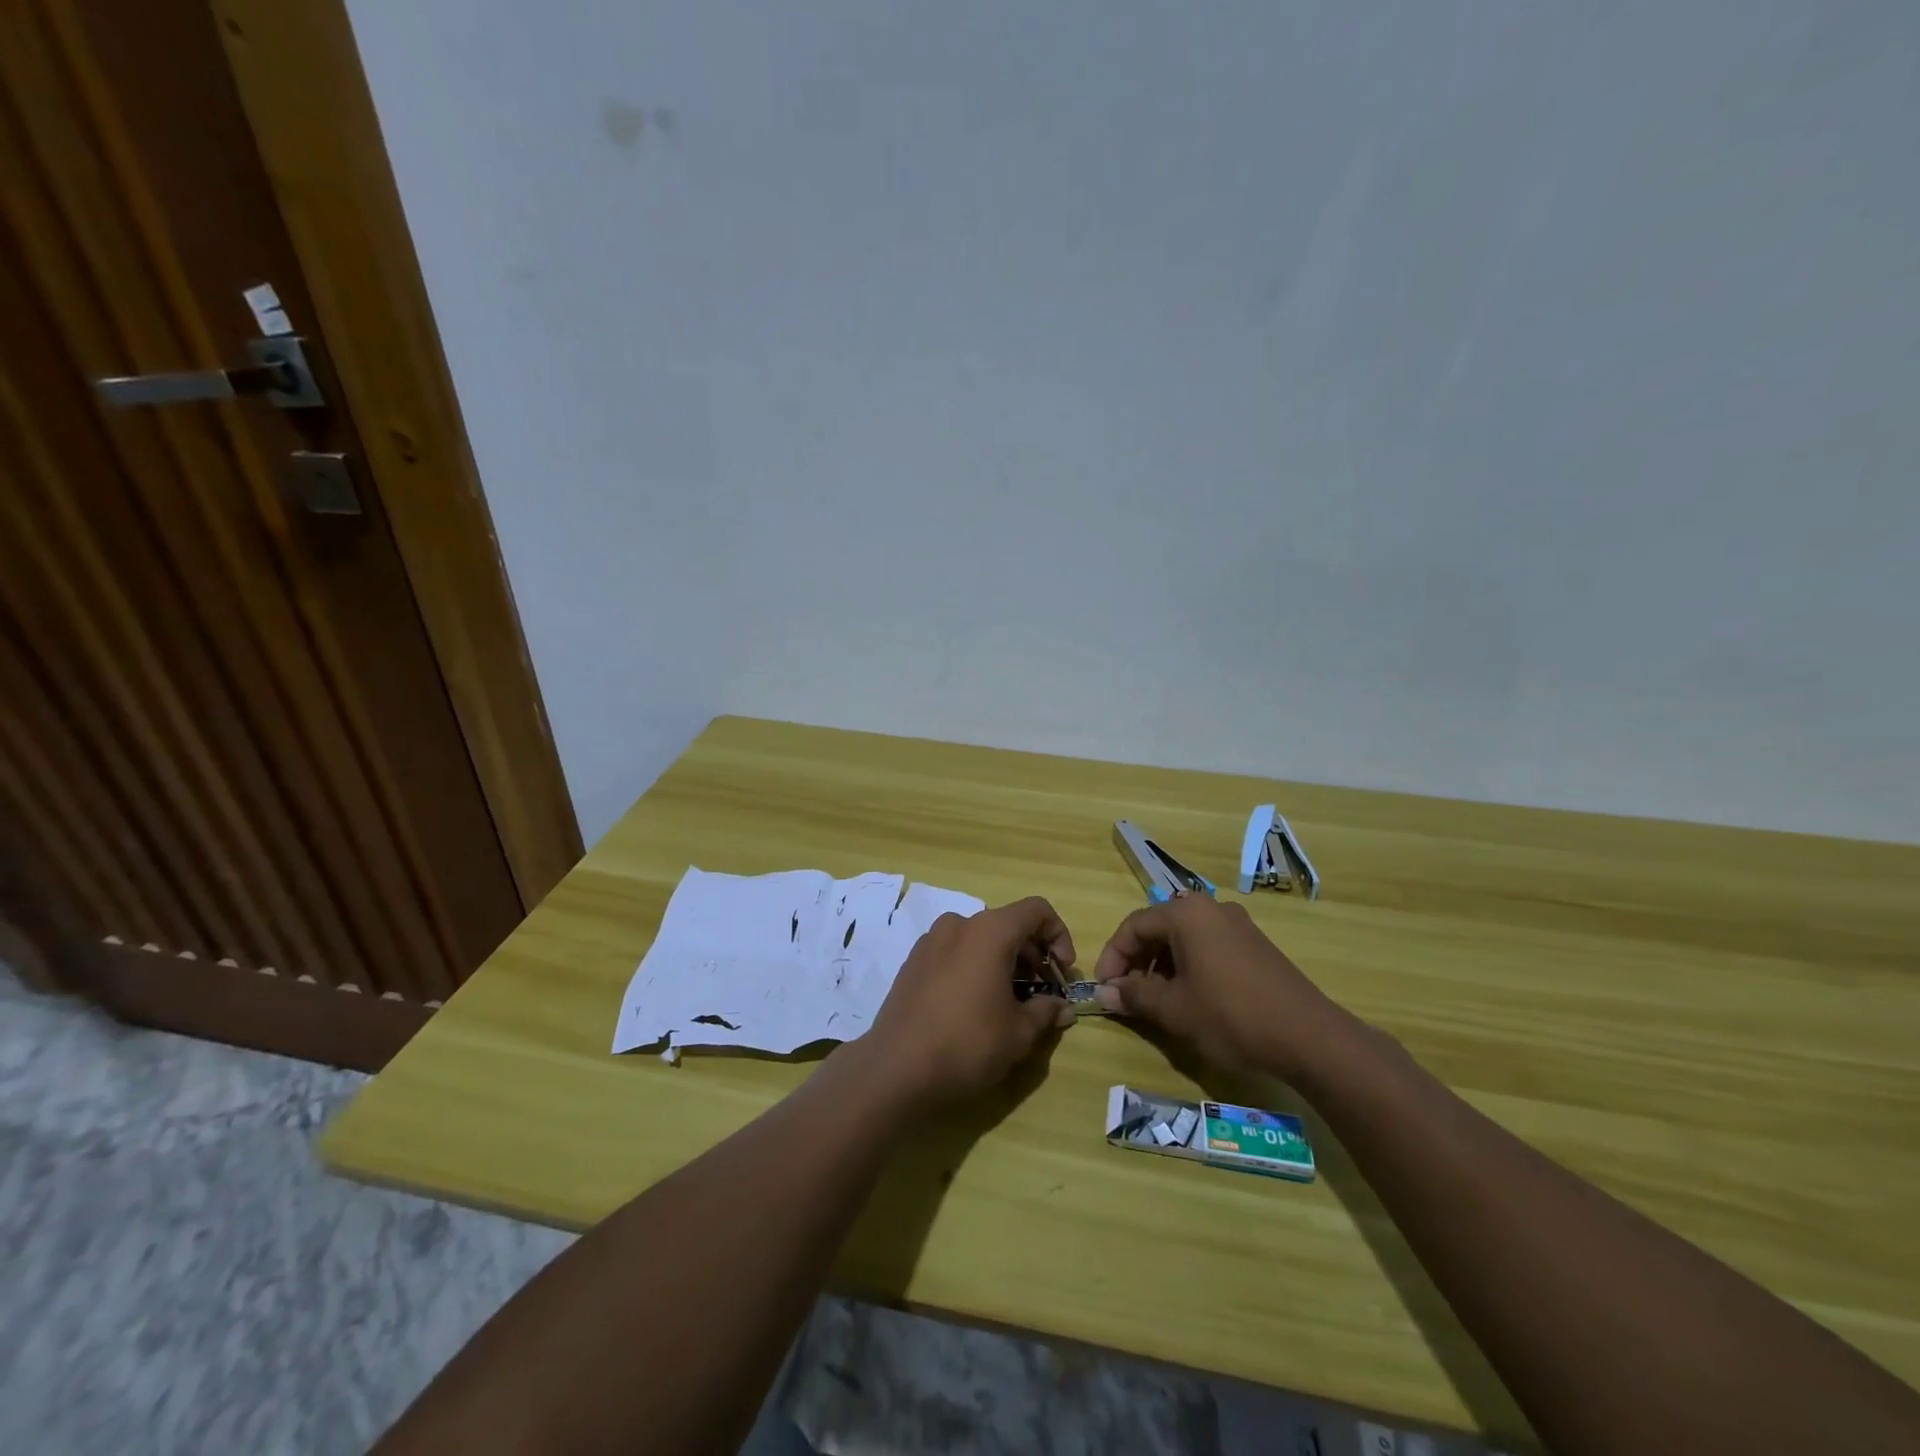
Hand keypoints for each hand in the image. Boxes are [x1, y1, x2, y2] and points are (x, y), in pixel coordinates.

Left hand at [864, 897, 1077, 1107]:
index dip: (1059, 935)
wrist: (896, 1068)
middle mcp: (959, 924)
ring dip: (1004, 961)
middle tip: (1042, 992)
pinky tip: (975, 1005)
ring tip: (1011, 1002)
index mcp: (989, 931)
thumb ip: (1046, 1012)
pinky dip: (975, 967)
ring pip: (980, 939)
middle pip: (1008, 924)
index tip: (1062, 972)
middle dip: (1033, 954)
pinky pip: (955, 952)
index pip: (1036, 910)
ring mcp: (931, 941)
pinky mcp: (913, 961)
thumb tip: (1062, 1008)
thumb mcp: (1018, 1033)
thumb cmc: (967, 1043)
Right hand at [1091, 895, 1344, 1080]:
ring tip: (1156, 1000)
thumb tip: (1105, 993)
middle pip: (1158, 928)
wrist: (1308, 1036)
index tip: (1104, 988)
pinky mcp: (1254, 944)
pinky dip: (1188, 966)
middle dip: (1137, 961)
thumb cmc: (1230, 1016)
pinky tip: (1190, 998)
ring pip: (1183, 938)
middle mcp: (1210, 908)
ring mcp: (1236, 924)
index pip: (1133, 926)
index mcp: (1186, 914)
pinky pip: (1207, 946)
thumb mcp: (1174, 1009)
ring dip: (1162, 965)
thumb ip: (1134, 995)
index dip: (1113, 957)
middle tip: (1127, 994)